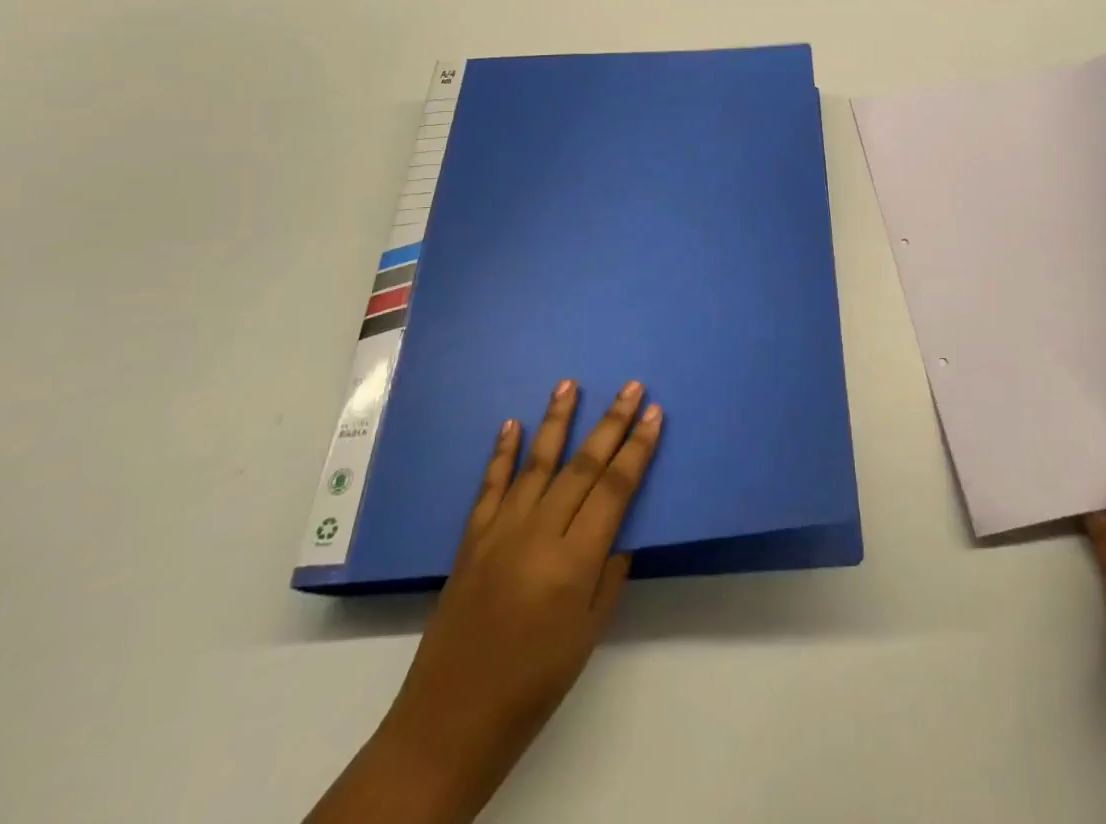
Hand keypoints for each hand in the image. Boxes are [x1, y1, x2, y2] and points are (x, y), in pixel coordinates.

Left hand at [309, 379, 662, 823]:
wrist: (450, 722)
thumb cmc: (534, 683)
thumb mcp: (589, 633)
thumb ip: (609, 572)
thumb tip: (619, 525)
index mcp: (573, 562)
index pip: (615, 489)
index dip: (638, 448)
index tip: (655, 413)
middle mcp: (538, 534)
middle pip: (582, 466)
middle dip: (611, 423)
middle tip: (632, 387)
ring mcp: (500, 531)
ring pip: (536, 462)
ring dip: (556, 420)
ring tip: (570, 384)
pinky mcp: (471, 538)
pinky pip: (490, 485)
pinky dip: (502, 452)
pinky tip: (512, 424)